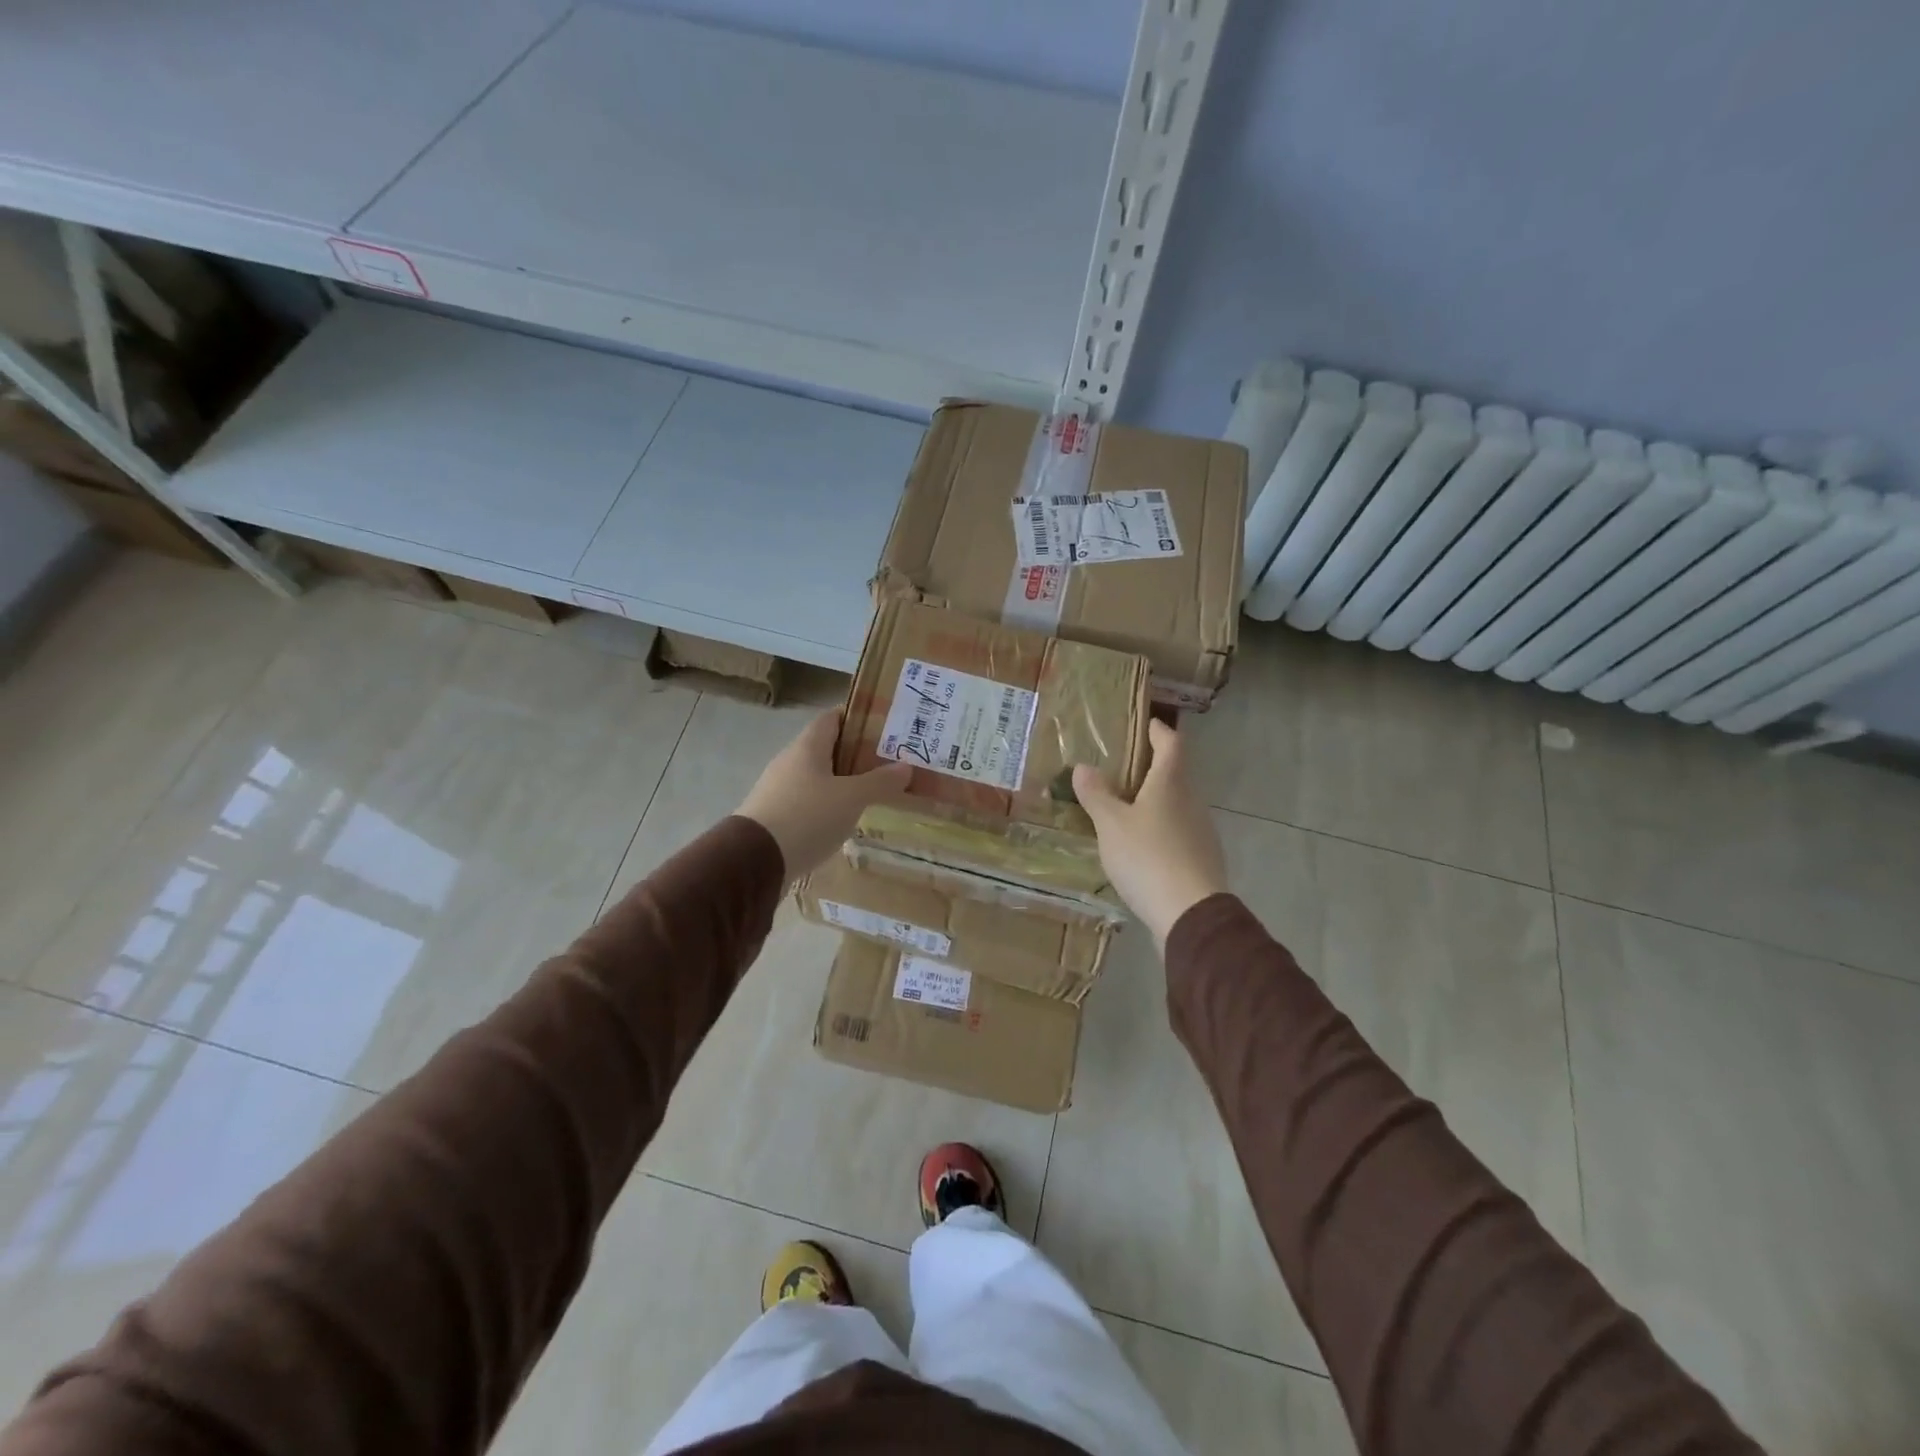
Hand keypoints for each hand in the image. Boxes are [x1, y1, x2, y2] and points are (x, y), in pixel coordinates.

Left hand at [737, 711, 911, 878]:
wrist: (755, 861)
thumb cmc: (807, 816)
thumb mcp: (851, 798)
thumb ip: (880, 782)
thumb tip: (906, 767)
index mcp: (807, 746)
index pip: (833, 718)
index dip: (858, 718)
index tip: (886, 727)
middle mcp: (790, 761)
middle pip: (827, 748)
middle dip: (856, 754)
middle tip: (888, 763)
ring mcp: (779, 789)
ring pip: (817, 777)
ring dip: (842, 782)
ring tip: (873, 793)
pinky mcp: (775, 816)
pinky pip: (808, 802)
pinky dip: (827, 806)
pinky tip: (844, 820)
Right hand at [1073, 720, 1229, 946]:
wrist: (1190, 914)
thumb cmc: (1148, 857)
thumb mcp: (1111, 824)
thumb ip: (1096, 794)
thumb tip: (1084, 766)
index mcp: (1171, 783)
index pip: (1171, 743)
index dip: (1158, 730)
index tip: (1145, 724)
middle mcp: (1191, 801)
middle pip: (1175, 774)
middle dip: (1152, 767)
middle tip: (1122, 768)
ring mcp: (1200, 831)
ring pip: (1177, 804)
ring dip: (1155, 800)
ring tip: (1125, 807)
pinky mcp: (1201, 859)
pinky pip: (1178, 832)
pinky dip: (1160, 828)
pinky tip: (1141, 845)